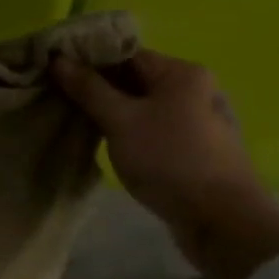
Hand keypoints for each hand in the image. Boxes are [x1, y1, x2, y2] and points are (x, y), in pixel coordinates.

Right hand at [52, 48, 278, 278]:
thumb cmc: (170, 160)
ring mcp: (200, 121)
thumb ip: (88, 88)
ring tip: (78, 121)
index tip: (54, 73)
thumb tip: (58, 59)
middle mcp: (196, 90)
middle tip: (60, 98)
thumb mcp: (120, 120)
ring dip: (113, 112)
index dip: (88, 61)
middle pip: (135, 79)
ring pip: (144, 106)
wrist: (224, 224)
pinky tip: (109, 144)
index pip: (124, 54)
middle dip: (97, 88)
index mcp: (182, 73)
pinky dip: (131, 131)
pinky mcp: (198, 150)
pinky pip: (155, 129)